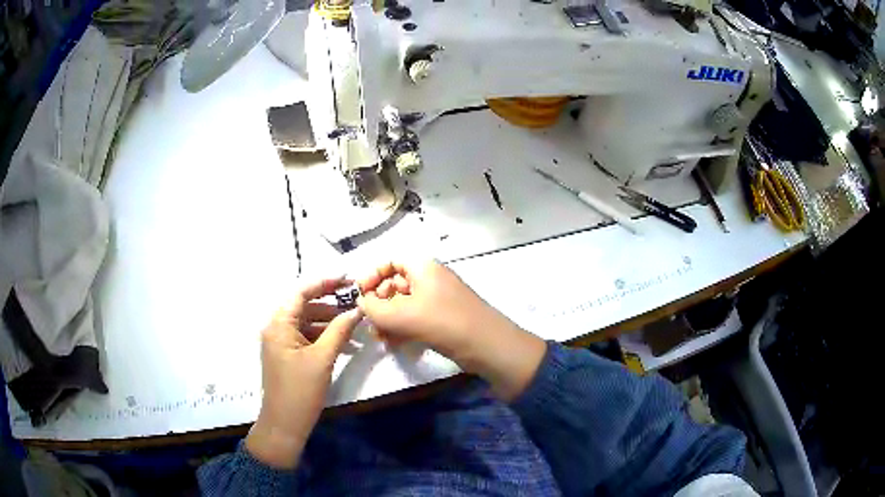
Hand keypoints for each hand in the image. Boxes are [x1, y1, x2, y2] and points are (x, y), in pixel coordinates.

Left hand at [246, 277, 362, 468]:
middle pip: (305, 306)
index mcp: (279, 324)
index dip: (325, 283)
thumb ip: (339, 330)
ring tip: (356, 329)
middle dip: (331, 306)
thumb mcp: (323, 358)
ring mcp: (280, 342)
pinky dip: (324, 338)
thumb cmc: (300, 390)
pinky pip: (306, 338)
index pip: (302, 292)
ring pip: (307, 323)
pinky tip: (344, 344)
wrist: (284, 424)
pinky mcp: (287, 355)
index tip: (349, 280)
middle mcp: (276, 327)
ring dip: (330, 324)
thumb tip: (357, 310)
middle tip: (357, 306)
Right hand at [357, 261, 545, 400]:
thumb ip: (374, 308)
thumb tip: (361, 303)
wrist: (488, 346)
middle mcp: (430, 278)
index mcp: (423, 266)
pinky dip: (402, 328)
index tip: (360, 295)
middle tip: (369, 322)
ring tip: (380, 338)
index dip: (372, 275)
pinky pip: (416, 318)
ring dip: (388, 319)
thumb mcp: (403, 315)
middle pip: (396, 283)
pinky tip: (393, 344)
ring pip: (404, 304)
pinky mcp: (443, 319)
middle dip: (379, 302)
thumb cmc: (444, 322)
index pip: (391, 260)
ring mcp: (438, 299)